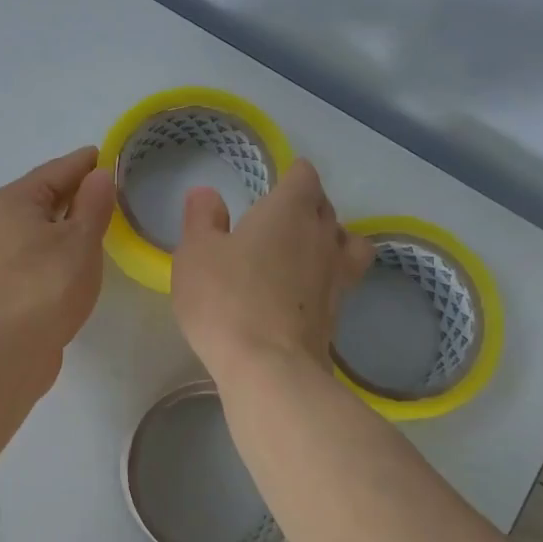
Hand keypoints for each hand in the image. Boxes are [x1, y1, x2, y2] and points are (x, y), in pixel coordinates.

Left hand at [0, 146, 115, 372]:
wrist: (6, 350)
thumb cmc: (47, 286)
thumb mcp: (80, 240)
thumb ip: (93, 204)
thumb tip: (99, 174)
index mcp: (16, 200)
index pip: (58, 169)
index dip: (86, 162)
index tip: (111, 156)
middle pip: (44, 196)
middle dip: (76, 191)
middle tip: (112, 189)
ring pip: (38, 227)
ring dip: (66, 222)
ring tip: (99, 222)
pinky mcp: (2, 285)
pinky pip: (35, 253)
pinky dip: (56, 247)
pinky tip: (75, 259)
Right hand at [171, 159, 374, 381]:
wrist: (268, 366)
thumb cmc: (225, 298)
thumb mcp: (196, 253)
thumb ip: (202, 219)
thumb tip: (207, 194)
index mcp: (289, 210)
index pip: (304, 176)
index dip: (292, 175)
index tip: (276, 184)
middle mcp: (322, 235)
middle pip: (326, 207)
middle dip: (307, 205)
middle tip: (279, 218)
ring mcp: (336, 276)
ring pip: (346, 243)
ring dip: (330, 239)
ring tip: (307, 250)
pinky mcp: (338, 312)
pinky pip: (342, 280)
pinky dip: (328, 277)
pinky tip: (307, 290)